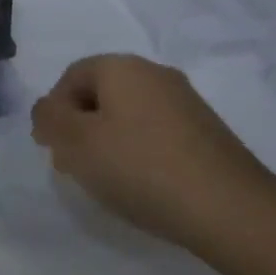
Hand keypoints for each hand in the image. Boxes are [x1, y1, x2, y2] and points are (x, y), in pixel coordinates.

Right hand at [31, 54, 267, 248]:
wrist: (229, 207)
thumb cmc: (141, 167)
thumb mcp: (78, 144)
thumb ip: (50, 119)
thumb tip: (46, 109)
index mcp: (122, 67)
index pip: (72, 76)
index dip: (54, 110)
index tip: (51, 149)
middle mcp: (155, 73)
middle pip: (102, 93)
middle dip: (80, 126)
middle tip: (74, 166)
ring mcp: (186, 101)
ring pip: (130, 114)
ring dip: (109, 141)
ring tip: (107, 181)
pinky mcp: (206, 132)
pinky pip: (157, 132)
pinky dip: (140, 152)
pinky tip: (143, 185)